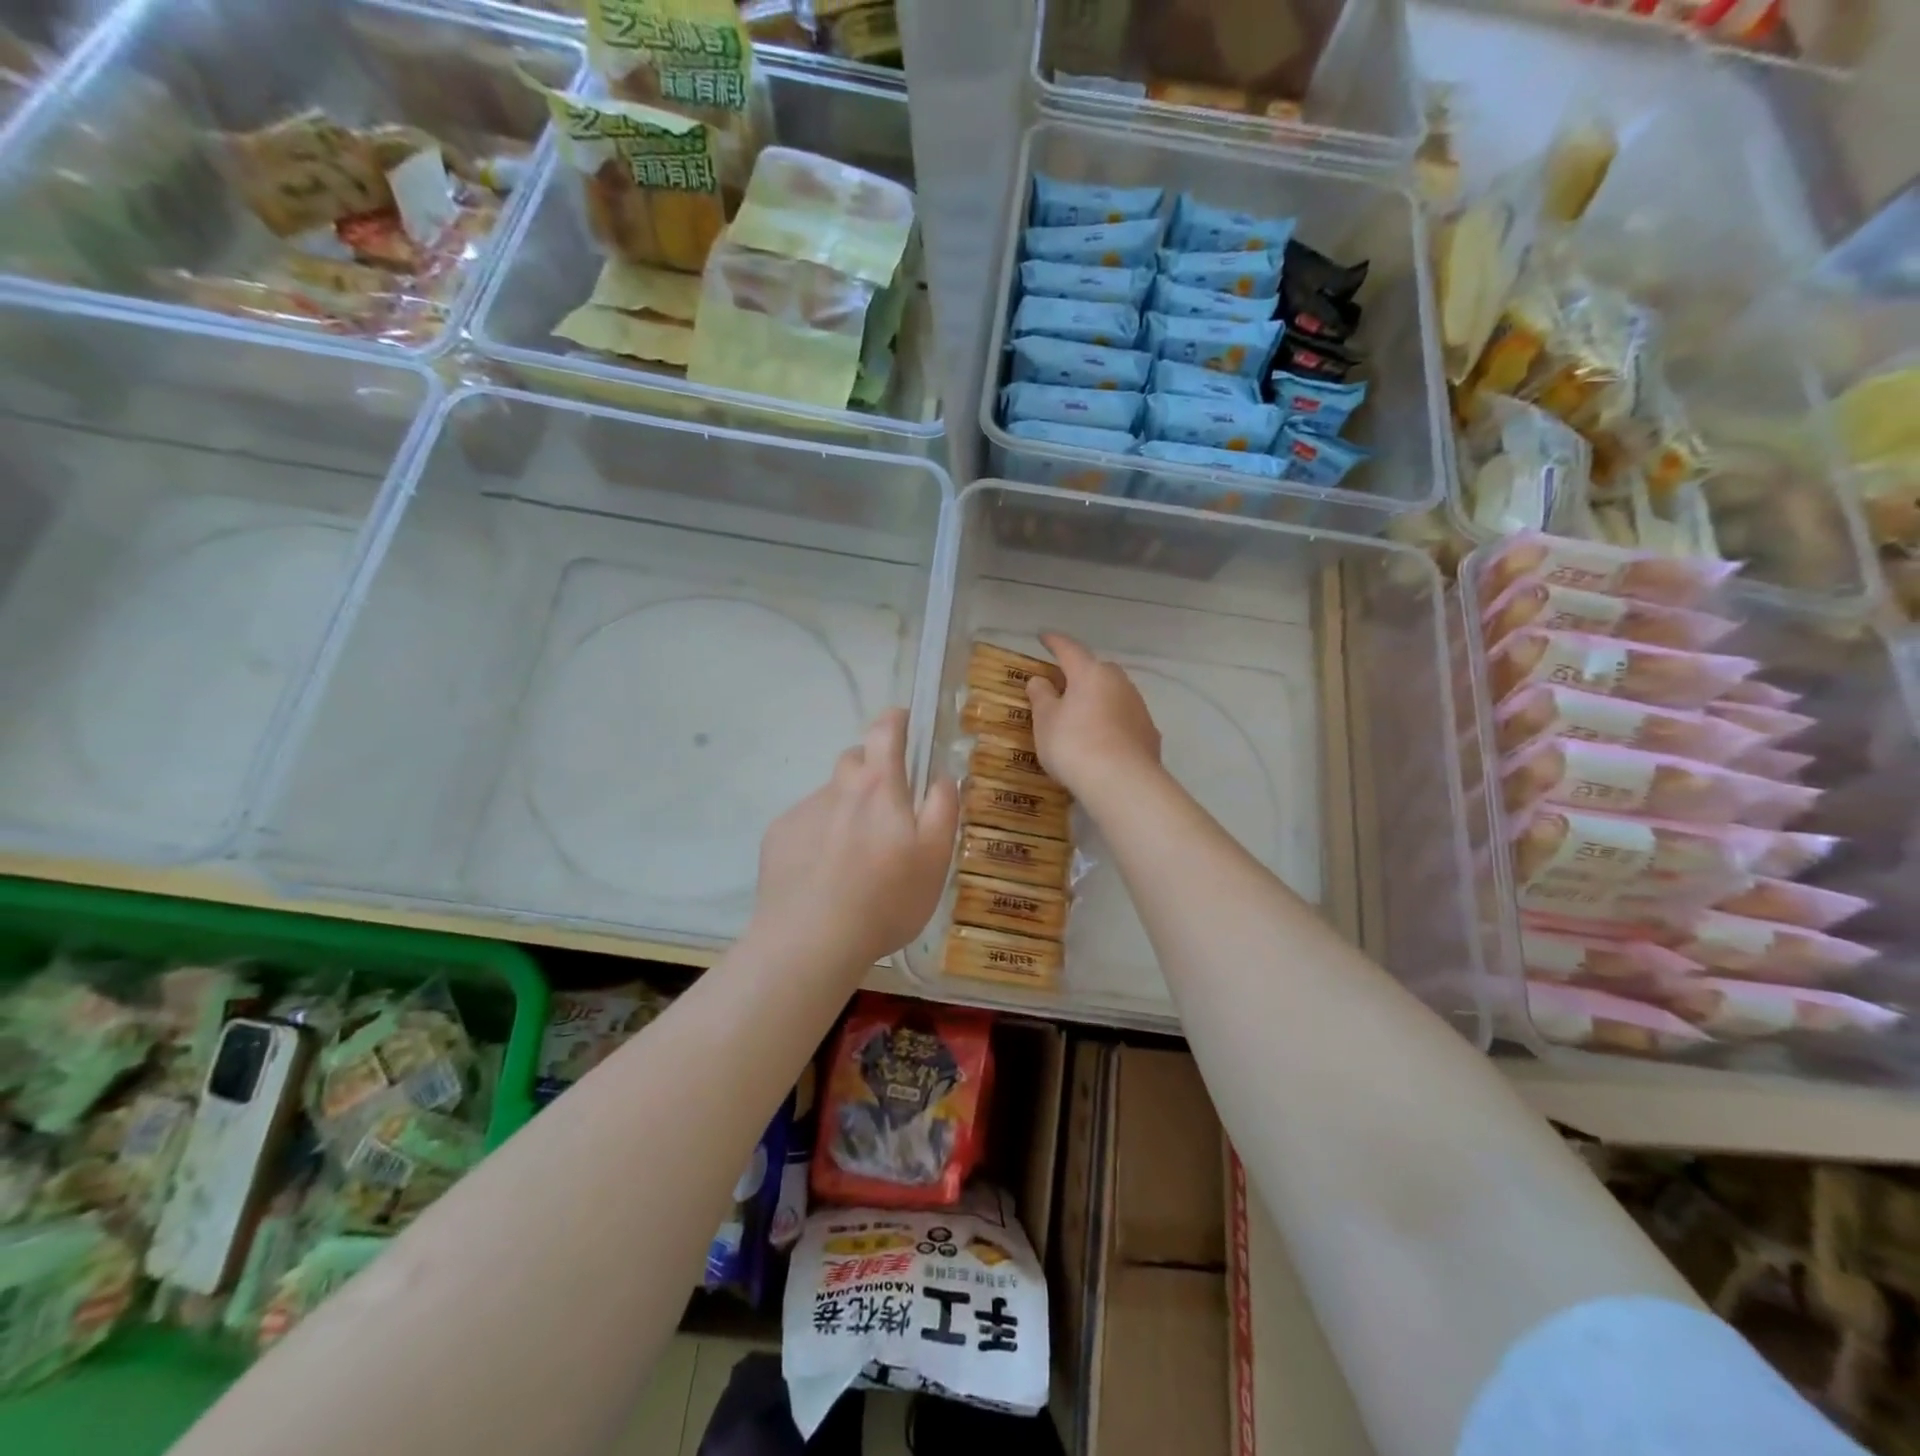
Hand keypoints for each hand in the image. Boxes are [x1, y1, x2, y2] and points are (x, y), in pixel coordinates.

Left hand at [750, 708, 959, 971]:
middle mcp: (838, 787)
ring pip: (832, 796)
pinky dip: (820, 837)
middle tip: (889, 811)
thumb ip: (943, 807)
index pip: (885, 729)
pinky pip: (807, 824)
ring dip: (847, 810)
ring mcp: (803, 811)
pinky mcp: (778, 837)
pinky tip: (825, 875)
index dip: (896, 719)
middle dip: (874, 771)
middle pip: (856, 760)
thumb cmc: (886, 899)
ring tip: (856, 858)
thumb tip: (942, 775)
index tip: (905, 722)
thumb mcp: (936, 857)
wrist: (810, 941)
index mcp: (879, 785)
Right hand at [1025, 633, 1161, 804]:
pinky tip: (1103, 740)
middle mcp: (1118, 682)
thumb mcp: (1045, 721)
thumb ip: (1041, 697)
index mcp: (1090, 673)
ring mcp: (1138, 707)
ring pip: (1114, 694)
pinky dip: (1112, 723)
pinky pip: (1124, 719)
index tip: (1043, 636)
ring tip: (1082, 716)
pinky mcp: (1149, 732)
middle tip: (1063, 684)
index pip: (1069, 649)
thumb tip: (1040, 680)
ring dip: (1098, 699)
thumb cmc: (1074, 744)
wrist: (1121, 782)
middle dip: (1080, 673)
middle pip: (1096, 670)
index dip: (1054, 642)